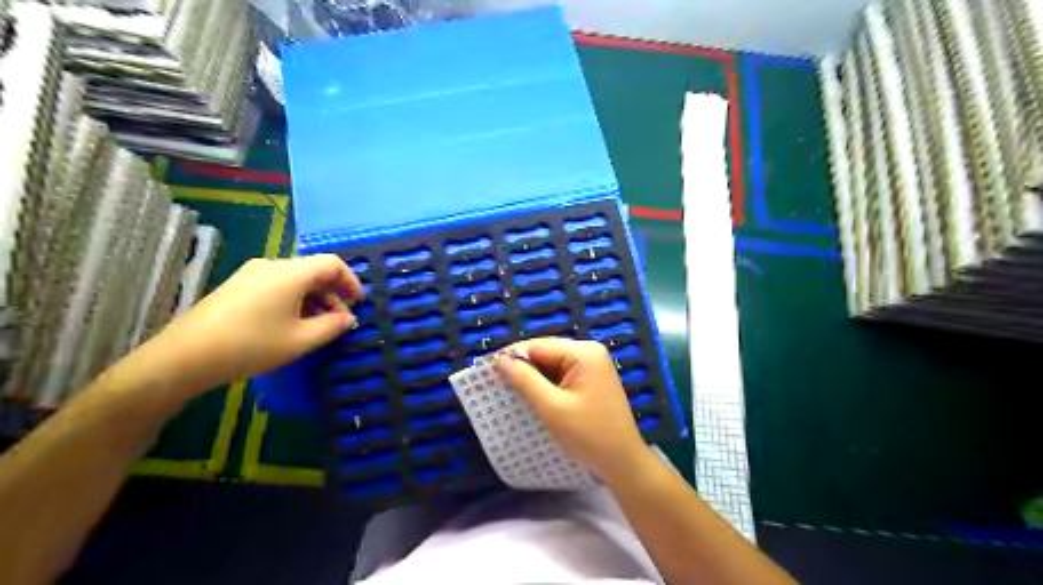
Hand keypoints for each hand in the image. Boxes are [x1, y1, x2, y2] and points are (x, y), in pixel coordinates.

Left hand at [134, 253, 363, 394]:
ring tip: (317, 327)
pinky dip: (295, 300)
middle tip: (340, 321)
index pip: (332, 263)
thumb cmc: (251, 345)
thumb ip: (332, 326)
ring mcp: (251, 274)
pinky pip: (277, 286)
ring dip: (314, 299)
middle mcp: (271, 265)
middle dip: (333, 294)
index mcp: (291, 273)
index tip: (358, 303)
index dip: (351, 281)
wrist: (184, 357)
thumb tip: (348, 318)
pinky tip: (291, 324)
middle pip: (313, 270)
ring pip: (295, 279)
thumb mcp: (301, 340)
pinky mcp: (238, 286)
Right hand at [495, 339, 649, 478]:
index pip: (539, 346)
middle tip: (498, 384)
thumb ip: (525, 380)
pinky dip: (546, 385)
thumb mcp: (552, 408)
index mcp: (583, 352)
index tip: (489, 372)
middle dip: (523, 367)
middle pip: (546, 352)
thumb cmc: (589, 435)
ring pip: (552, 364)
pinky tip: (533, 397)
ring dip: (533, 377)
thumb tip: (500, 360)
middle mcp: (589, 352)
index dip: (513, 357)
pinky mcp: (591, 380)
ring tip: (512, 392)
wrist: (622, 462)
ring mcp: (592, 366)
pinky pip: (562, 375)